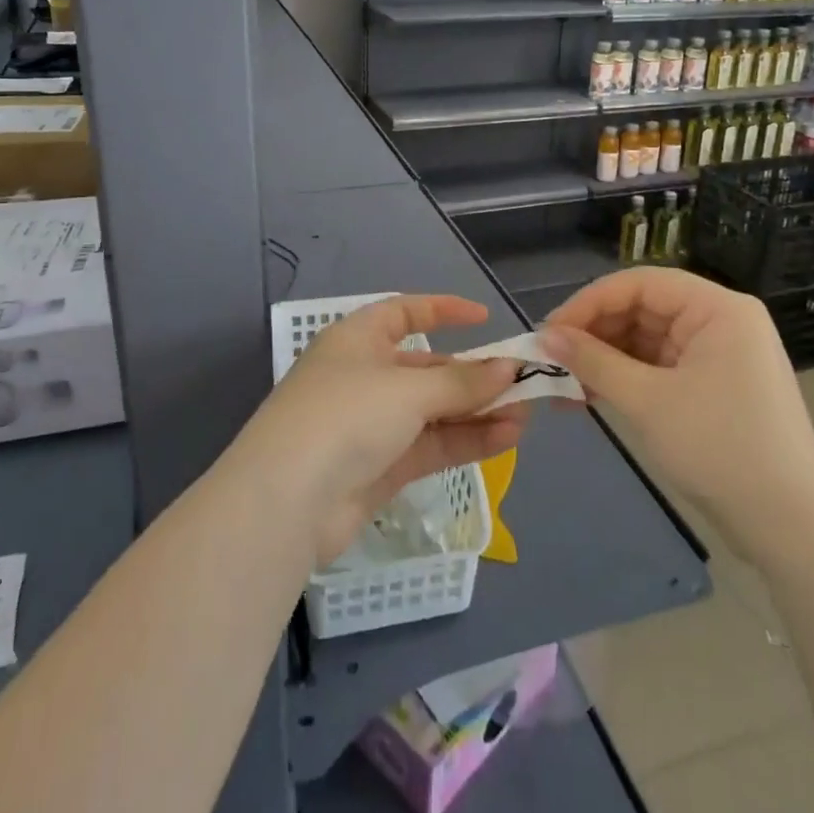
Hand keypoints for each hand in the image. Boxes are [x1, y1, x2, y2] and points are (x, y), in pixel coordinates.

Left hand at [236, 296, 525, 566]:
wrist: (286, 502)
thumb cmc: (345, 416)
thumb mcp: (407, 389)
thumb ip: (462, 382)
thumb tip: (509, 369)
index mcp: (358, 340)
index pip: (404, 313)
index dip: (443, 311)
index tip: (485, 319)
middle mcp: (365, 376)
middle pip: (427, 368)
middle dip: (473, 375)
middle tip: (522, 383)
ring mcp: (372, 424)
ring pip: (434, 410)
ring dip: (478, 412)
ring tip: (526, 416)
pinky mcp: (381, 468)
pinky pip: (431, 445)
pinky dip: (466, 440)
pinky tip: (507, 439)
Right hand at [542, 268, 813, 562]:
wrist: (790, 528)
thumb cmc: (720, 449)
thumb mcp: (647, 401)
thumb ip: (592, 362)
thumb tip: (543, 336)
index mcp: (717, 309)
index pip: (640, 283)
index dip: (589, 302)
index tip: (549, 332)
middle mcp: (719, 322)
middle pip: (642, 310)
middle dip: (594, 335)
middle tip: (551, 361)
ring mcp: (717, 356)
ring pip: (645, 341)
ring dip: (603, 361)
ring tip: (563, 387)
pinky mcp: (711, 387)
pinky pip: (657, 368)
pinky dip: (624, 380)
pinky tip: (589, 398)